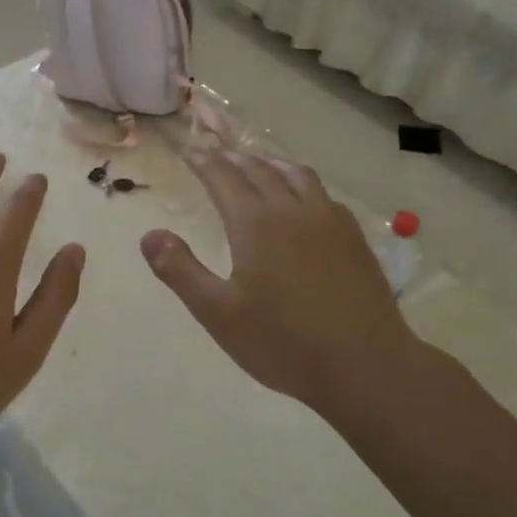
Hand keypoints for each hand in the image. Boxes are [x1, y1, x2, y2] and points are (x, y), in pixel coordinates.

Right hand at [140, 149, 421, 417]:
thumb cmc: (283, 342)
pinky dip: (302, 183)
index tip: (190, 151)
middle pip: (259, 170)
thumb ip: (180, 270)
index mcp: (255, 223)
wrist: (366, 366)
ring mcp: (329, 221)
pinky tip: (304, 199)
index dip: (204, 162)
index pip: (223, 178)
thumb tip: (149, 235)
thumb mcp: (218, 313)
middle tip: (216, 154)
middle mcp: (292, 210)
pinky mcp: (354, 238)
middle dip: (233, 158)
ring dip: (271, 162)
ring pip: (296, 174)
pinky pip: (323, 194)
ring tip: (258, 162)